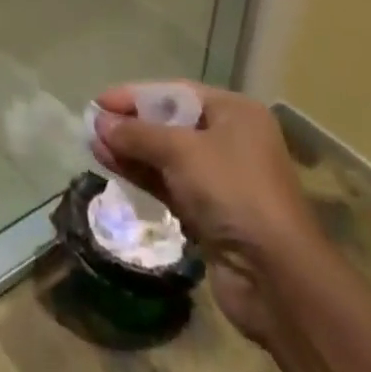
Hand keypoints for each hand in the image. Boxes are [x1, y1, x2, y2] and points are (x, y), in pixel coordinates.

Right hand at [89, 82, 317, 342]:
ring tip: (94, 145)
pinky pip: (169, 184)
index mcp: (235, 113)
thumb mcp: (181, 151)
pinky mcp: (210, 214)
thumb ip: (138, 134)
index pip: (175, 93)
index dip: (135, 95)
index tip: (99, 101)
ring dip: (131, 150)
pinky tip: (112, 166)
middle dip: (131, 124)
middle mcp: (230, 140)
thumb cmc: (233, 192)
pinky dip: (143, 174)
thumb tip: (99, 123)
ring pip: (166, 156)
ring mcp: (221, 180)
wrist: (277, 278)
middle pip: (170, 123)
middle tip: (92, 125)